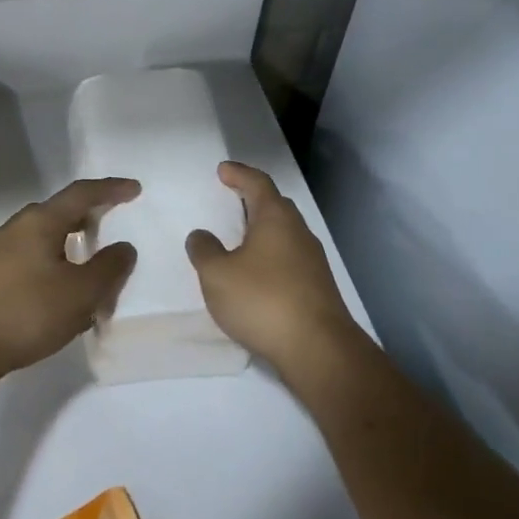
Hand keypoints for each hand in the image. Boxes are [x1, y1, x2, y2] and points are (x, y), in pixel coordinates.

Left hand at [0, 177, 139, 377]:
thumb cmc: (28, 313)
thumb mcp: (82, 293)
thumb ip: (109, 267)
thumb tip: (123, 247)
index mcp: (39, 222)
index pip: (81, 194)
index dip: (110, 189)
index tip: (134, 189)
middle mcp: (14, 227)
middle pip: (58, 213)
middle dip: (87, 217)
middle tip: (109, 228)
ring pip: (41, 238)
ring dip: (67, 245)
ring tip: (85, 268)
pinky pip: (26, 258)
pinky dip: (49, 264)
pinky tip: (55, 290)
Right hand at [187, 162, 359, 374]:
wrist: (317, 348)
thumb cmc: (262, 300)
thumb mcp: (217, 274)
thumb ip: (204, 250)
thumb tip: (201, 235)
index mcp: (275, 219)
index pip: (258, 183)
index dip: (239, 174)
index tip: (223, 170)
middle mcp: (299, 233)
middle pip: (276, 206)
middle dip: (253, 200)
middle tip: (232, 200)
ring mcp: (313, 261)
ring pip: (284, 234)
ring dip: (262, 231)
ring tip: (239, 240)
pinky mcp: (317, 287)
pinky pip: (289, 259)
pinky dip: (270, 257)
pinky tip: (256, 275)